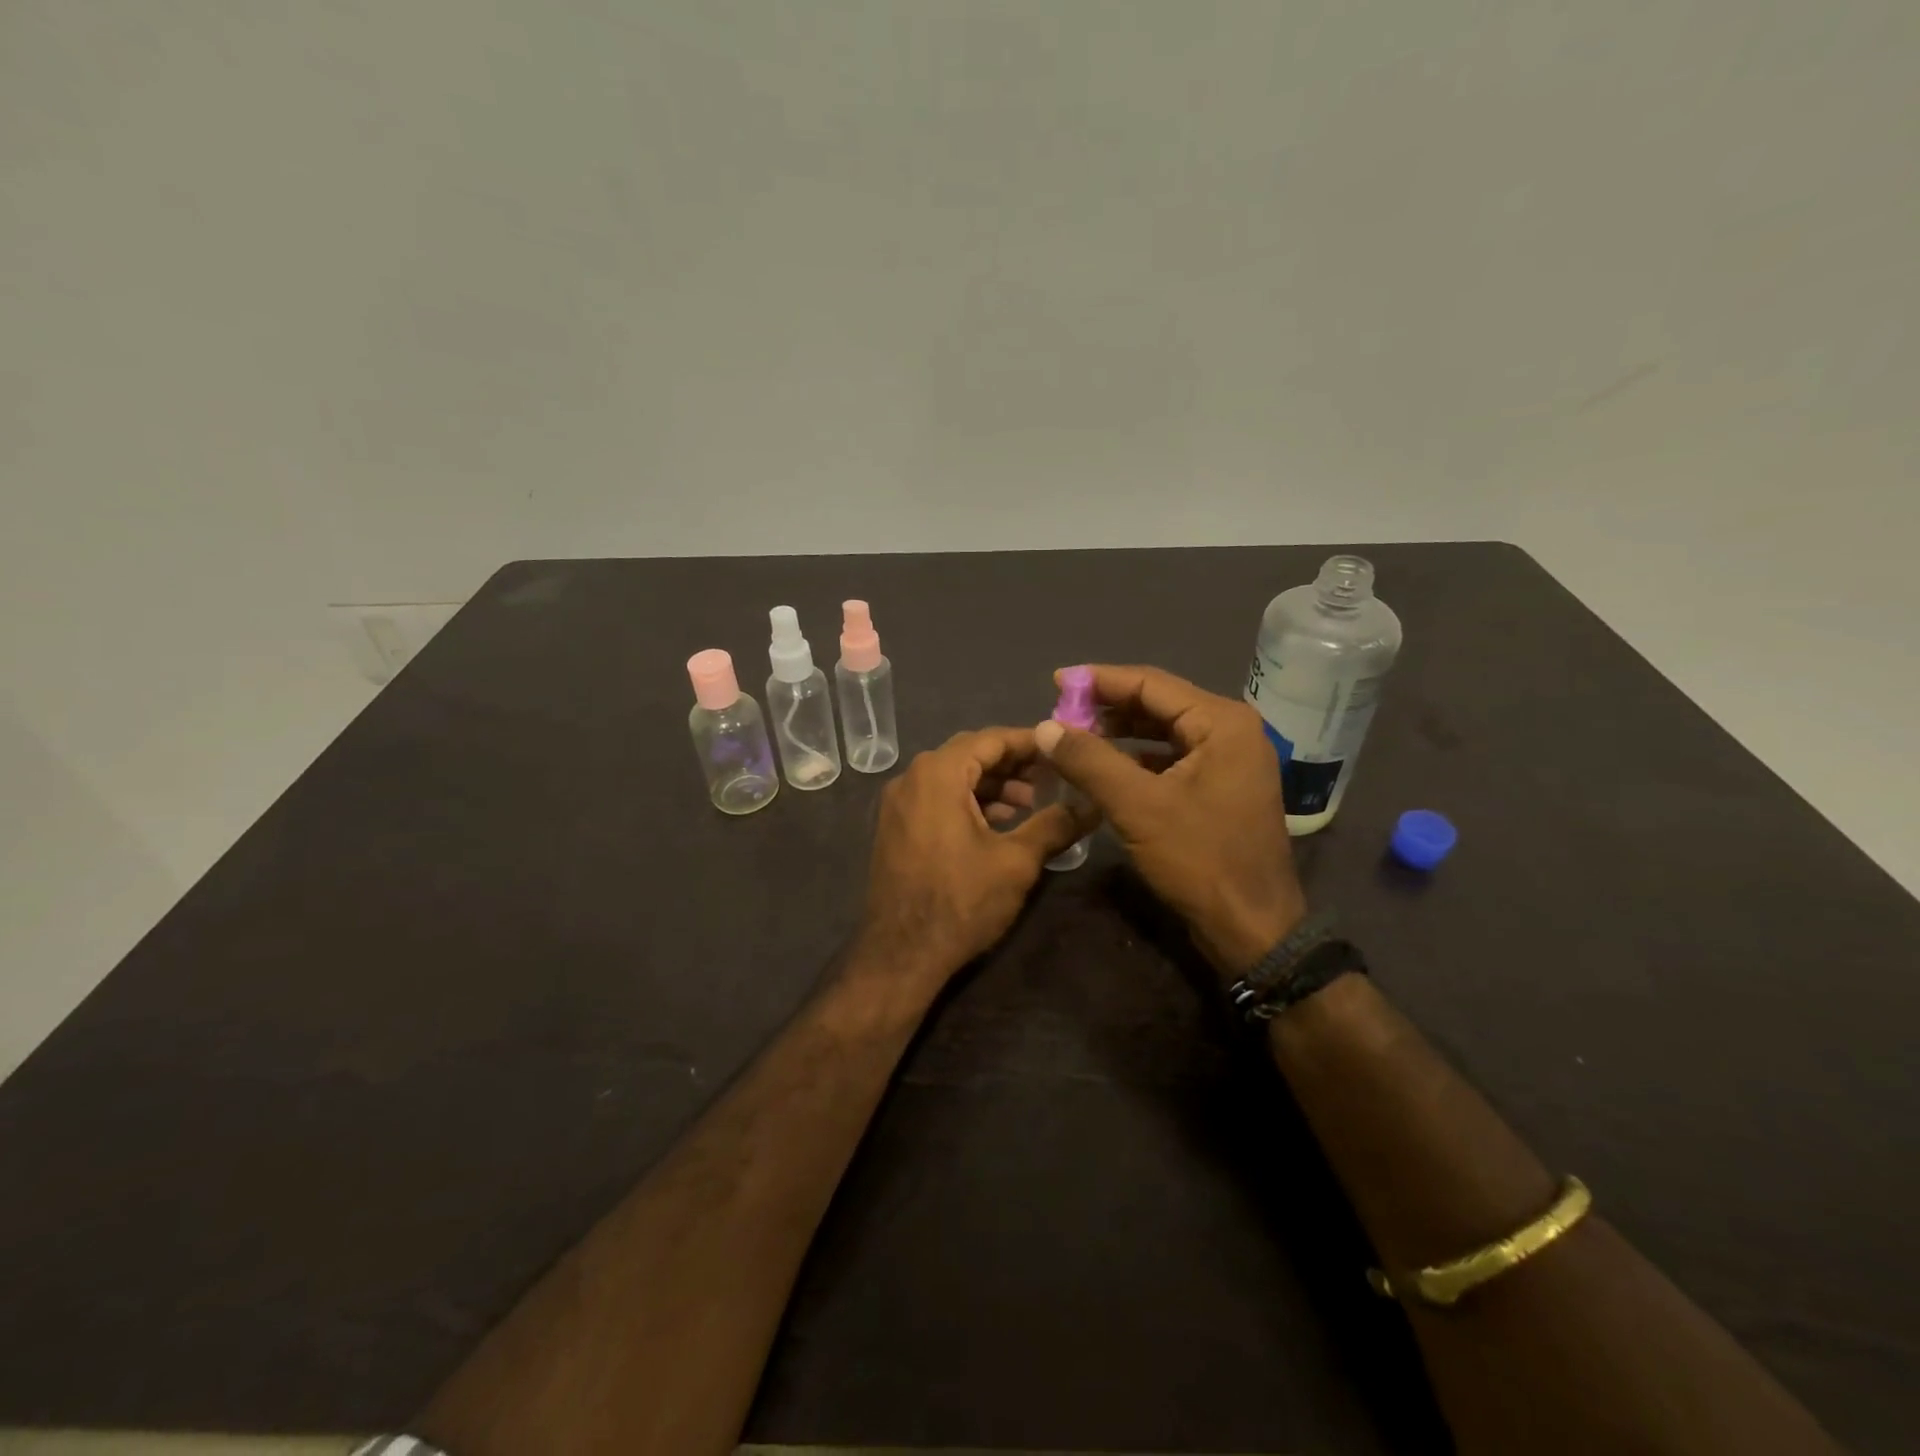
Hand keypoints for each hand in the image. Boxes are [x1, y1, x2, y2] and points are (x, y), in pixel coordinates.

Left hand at [851, 728, 1095, 1000]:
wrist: (900, 954)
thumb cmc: (960, 902)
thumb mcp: (1016, 862)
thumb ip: (1055, 824)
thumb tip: (1094, 805)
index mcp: (937, 774)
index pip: (990, 739)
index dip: (1030, 742)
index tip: (1063, 748)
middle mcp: (911, 778)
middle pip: (970, 755)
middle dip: (1013, 763)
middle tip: (1052, 776)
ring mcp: (898, 804)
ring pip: (953, 778)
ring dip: (992, 785)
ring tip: (1031, 803)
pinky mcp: (896, 828)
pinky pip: (937, 798)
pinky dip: (969, 801)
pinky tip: (997, 823)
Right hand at [1034, 665, 1306, 976]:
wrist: (1252, 928)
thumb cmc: (1199, 860)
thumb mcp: (1137, 806)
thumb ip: (1089, 760)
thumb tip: (1044, 727)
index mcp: (1221, 722)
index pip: (1151, 683)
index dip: (1099, 680)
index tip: (1056, 681)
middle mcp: (1231, 731)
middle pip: (1159, 704)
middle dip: (1108, 707)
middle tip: (1061, 714)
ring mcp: (1230, 760)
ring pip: (1164, 732)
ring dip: (1120, 734)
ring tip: (1076, 739)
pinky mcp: (1222, 787)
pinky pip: (1172, 758)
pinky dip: (1138, 759)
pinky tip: (1106, 769)